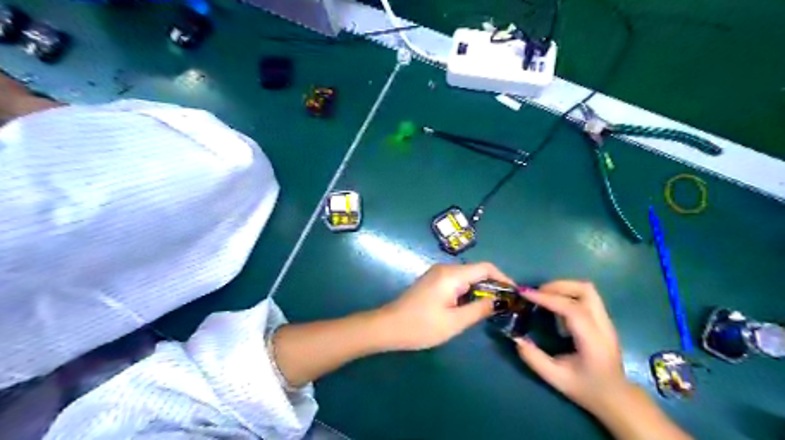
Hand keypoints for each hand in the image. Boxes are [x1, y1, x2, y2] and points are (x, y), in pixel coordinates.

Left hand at [379, 262, 516, 351]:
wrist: (388, 327)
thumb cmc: (421, 326)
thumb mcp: (454, 322)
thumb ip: (479, 309)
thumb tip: (500, 301)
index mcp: (451, 275)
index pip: (486, 268)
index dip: (503, 278)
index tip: (514, 294)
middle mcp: (445, 268)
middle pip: (477, 271)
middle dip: (493, 285)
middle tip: (505, 305)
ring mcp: (437, 273)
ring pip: (467, 277)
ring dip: (481, 289)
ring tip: (491, 308)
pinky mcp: (433, 281)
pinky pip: (457, 281)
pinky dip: (468, 291)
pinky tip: (471, 306)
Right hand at [516, 281, 629, 412]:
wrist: (617, 397)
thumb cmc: (587, 388)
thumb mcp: (556, 379)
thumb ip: (534, 358)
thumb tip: (516, 338)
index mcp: (593, 341)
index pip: (572, 309)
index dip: (547, 298)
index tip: (525, 294)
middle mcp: (603, 326)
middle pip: (585, 290)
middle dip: (557, 286)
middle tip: (536, 293)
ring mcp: (606, 320)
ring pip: (587, 289)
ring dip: (564, 287)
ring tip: (545, 295)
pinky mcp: (603, 319)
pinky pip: (586, 296)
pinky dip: (568, 293)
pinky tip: (555, 304)